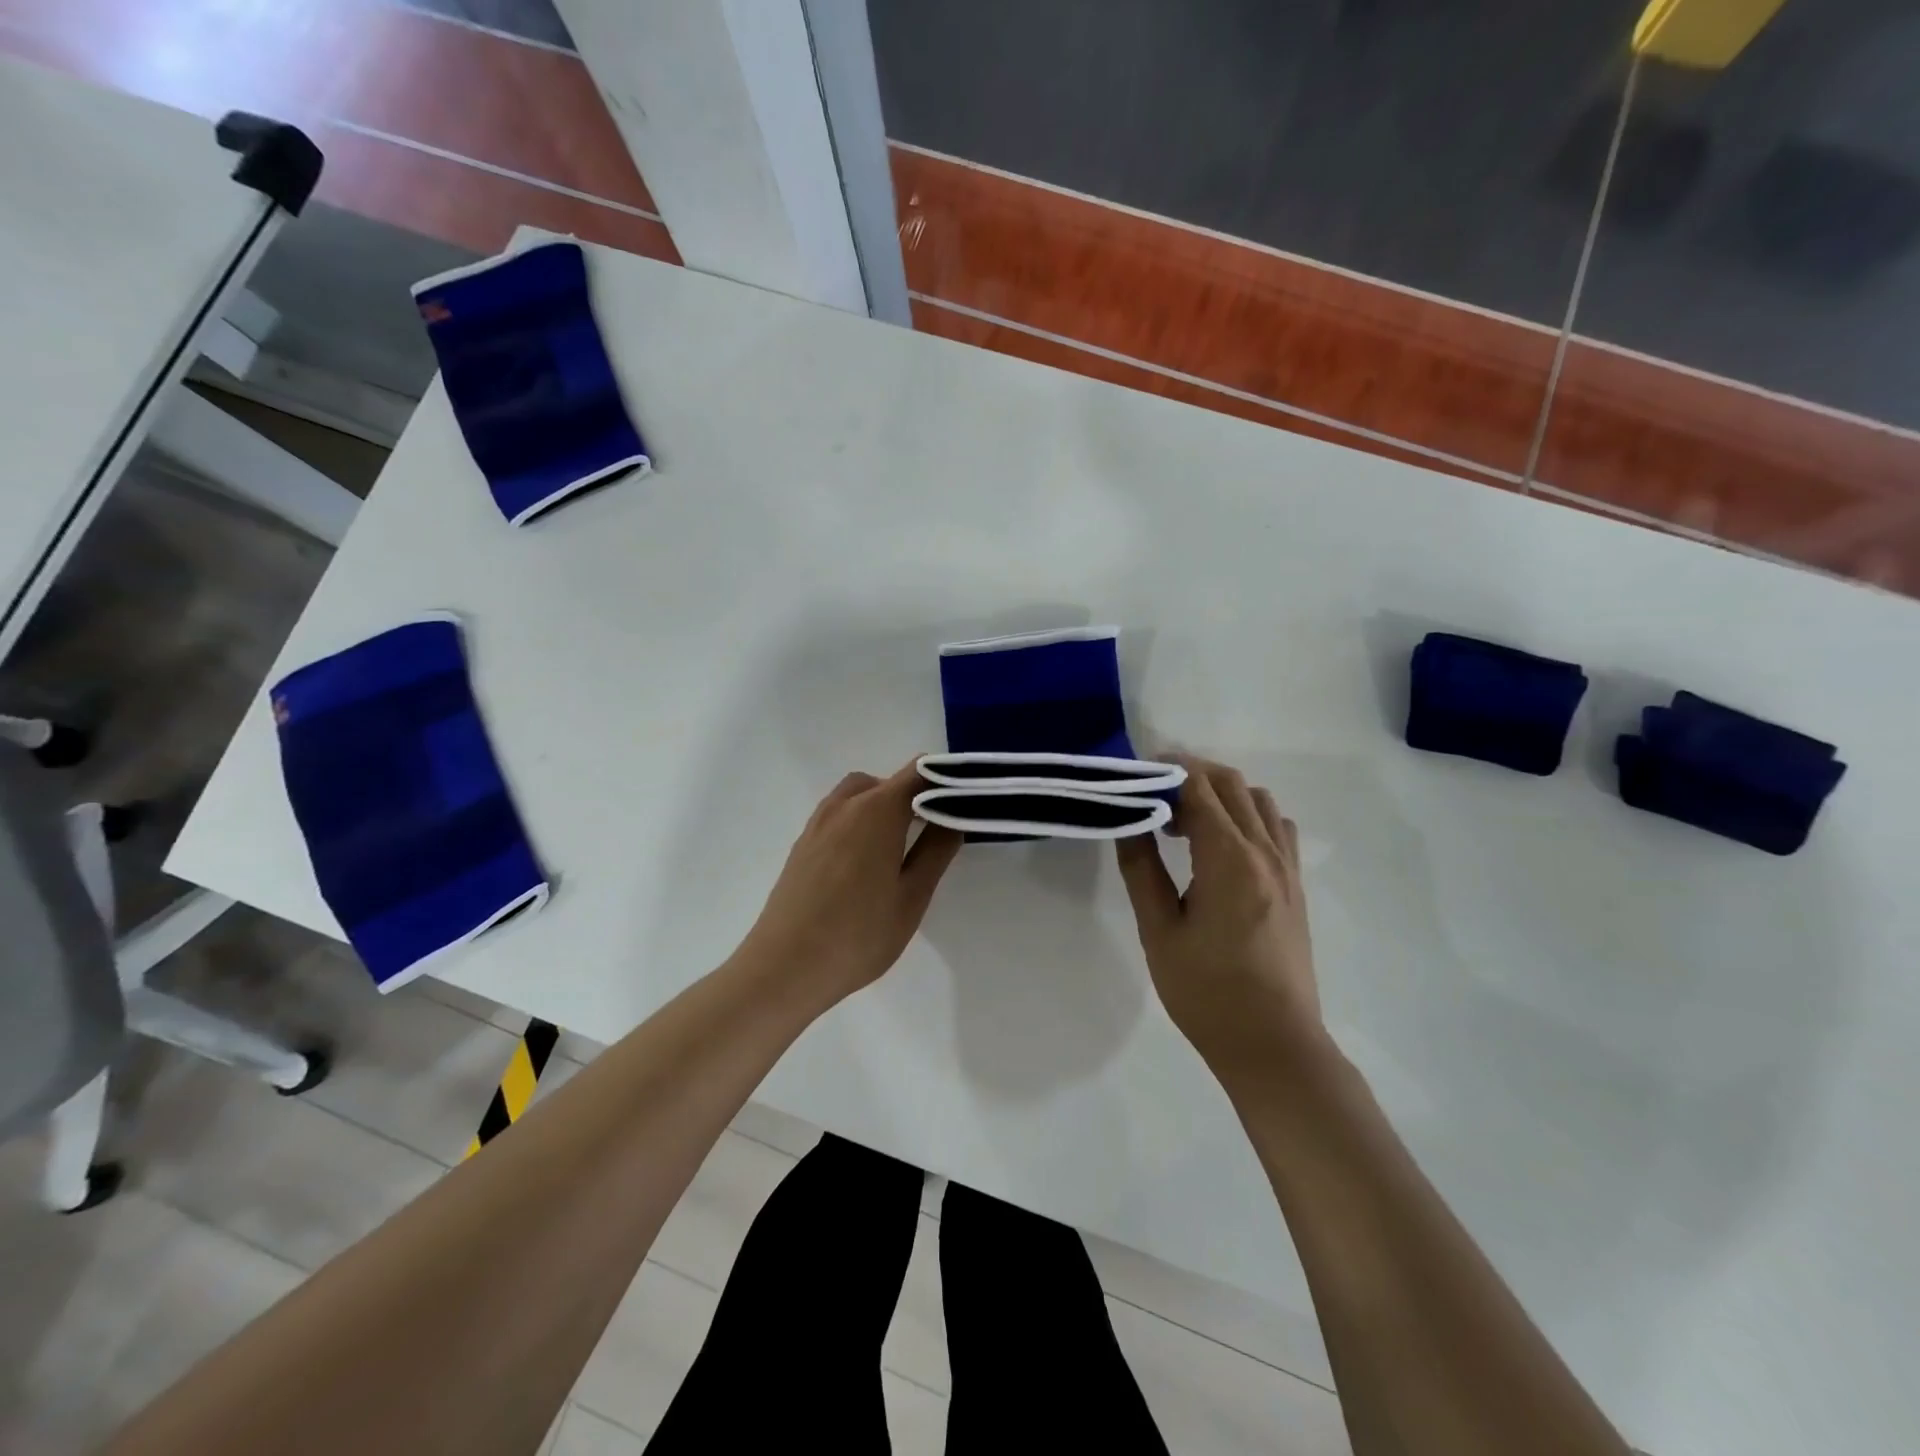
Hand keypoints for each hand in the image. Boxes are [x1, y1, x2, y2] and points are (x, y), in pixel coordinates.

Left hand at [738, 762, 961, 1006]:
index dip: (945, 779)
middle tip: (935, 831)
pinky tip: (866, 863)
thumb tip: (953, 816)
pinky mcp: (802, 844)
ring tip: (900, 847)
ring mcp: (818, 824)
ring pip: (858, 795)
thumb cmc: (859, 934)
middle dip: (913, 795)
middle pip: (886, 782)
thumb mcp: (912, 897)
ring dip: (883, 806)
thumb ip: (936, 850)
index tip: (966, 801)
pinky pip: (838, 815)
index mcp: (876, 811)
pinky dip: (859, 821)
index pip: (918, 772)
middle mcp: (844, 805)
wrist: (785, 967)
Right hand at [1115, 756, 1322, 1075]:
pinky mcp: (1296, 885)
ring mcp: (1287, 867)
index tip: (1135, 776)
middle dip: (1190, 774)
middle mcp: (1264, 851)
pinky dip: (1248, 815)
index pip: (1199, 788)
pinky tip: (1223, 845)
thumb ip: (1141, 869)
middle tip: (1152, 793)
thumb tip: (1129, 821)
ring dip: (1220, 794)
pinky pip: (1275, 826)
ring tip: (1184, 821)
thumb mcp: (1159, 931)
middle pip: (1231, 783)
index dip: (1166, 772)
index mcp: (1229, 860)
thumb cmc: (1207, 992)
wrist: (1273, 1043)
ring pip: (1258, 800)